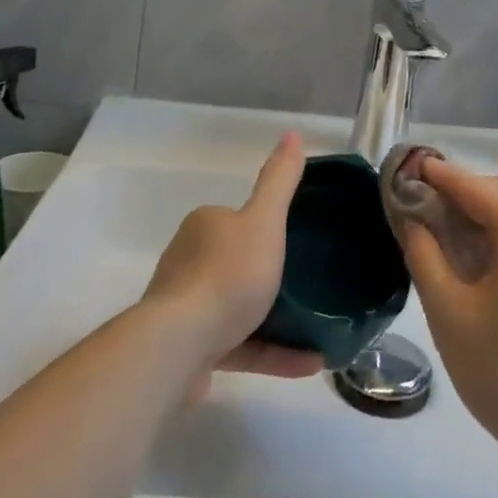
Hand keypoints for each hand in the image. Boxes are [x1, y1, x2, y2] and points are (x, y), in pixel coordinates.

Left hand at [141, 131, 321, 388]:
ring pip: (238, 308)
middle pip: (237, 263)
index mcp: (204, 227)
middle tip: (312, 283)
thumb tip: (294, 134)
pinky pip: (241, 347)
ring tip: (318, 326)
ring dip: (277, 319)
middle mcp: (189, 262)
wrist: (179, 346)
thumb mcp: (264, 220)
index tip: (297, 241)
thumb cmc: (226, 275)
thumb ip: (279, 180)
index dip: (266, 227)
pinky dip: (274, 353)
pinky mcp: (192, 351)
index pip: (237, 220)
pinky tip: (310, 362)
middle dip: (270, 274)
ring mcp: (187, 309)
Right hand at [403, 163, 497, 463]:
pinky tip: (492, 262)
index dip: (438, 175)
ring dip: (497, 203)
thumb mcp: (449, 314)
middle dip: (470, 188)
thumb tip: (412, 217)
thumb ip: (424, 255)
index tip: (408, 167)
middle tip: (435, 211)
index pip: (473, 185)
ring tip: (463, 235)